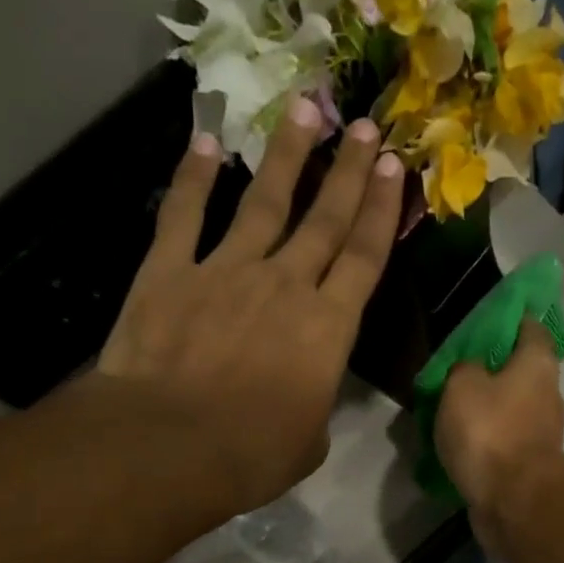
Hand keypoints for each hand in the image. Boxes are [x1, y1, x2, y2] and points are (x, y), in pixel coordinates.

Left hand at [79, 95, 403, 521]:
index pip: (363, 258)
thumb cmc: (252, 455)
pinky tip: (204, 143)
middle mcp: (283, 285)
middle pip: (323, 219)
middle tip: (364, 125)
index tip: (394, 166)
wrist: (171, 444)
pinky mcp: (169, 272)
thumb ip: (314, 406)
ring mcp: (224, 270)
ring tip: (305, 106)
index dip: (381, 211)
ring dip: (286, 154)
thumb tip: (305, 397)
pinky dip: (192, 177)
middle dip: (347, 171)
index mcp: (325, 329)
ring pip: (262, 201)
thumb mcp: (308, 443)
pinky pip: (184, 215)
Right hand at [435, 317, 563, 552]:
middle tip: (458, 376)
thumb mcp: (461, 385)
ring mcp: (544, 435)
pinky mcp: (532, 468)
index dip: (508, 321)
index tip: (483, 324)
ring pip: (513, 412)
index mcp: (538, 364)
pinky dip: (489, 446)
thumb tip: (469, 368)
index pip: (529, 327)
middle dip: (493, 373)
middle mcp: (549, 395)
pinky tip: (463, 450)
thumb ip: (463, 367)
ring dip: (489, 413)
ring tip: (453, 418)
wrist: (514, 502)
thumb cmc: (490, 432)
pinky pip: (506, 446)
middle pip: (521, 373)